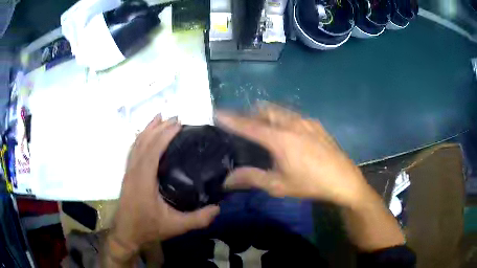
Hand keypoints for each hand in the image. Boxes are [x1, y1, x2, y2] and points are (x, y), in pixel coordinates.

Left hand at [111, 115, 219, 254]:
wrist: (126, 233)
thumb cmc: (148, 228)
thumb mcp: (175, 227)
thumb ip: (198, 219)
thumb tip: (218, 208)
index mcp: (143, 180)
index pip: (153, 150)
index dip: (165, 134)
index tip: (179, 124)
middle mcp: (134, 171)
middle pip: (144, 142)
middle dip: (158, 127)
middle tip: (175, 117)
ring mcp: (128, 171)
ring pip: (136, 143)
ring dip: (148, 129)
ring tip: (159, 118)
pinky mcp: (127, 174)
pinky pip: (133, 150)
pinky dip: (140, 138)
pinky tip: (146, 135)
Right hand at [217, 104, 373, 207]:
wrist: (344, 180)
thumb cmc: (310, 184)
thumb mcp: (278, 185)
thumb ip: (251, 178)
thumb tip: (227, 180)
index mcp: (280, 139)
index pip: (249, 125)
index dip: (231, 119)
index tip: (217, 112)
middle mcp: (292, 123)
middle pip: (265, 110)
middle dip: (250, 114)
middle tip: (242, 125)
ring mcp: (306, 121)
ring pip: (280, 110)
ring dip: (266, 114)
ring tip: (262, 127)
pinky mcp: (316, 124)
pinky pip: (293, 115)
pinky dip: (282, 118)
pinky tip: (287, 133)